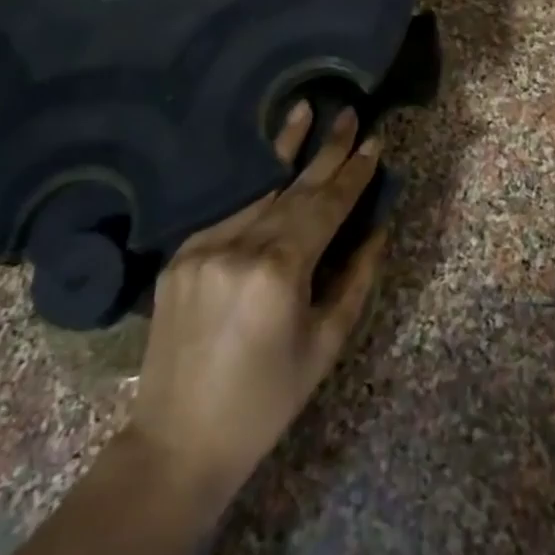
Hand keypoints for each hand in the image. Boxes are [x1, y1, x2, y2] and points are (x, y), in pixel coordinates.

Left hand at [128, 102, 383, 511]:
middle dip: (326, 150)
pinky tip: (270, 169)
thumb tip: (376, 228)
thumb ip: (355, 279)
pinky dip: (255, 192)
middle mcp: (239, 246)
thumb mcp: (325, 344)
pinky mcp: (179, 256)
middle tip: (348, 113)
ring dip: (284, 151)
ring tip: (302, 110)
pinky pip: (228, 214)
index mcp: (279, 271)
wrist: (177, 443)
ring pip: (257, 192)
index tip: (374, 142)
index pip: (326, 206)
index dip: (353, 174)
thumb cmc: (266, 401)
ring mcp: (203, 247)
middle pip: (294, 187)